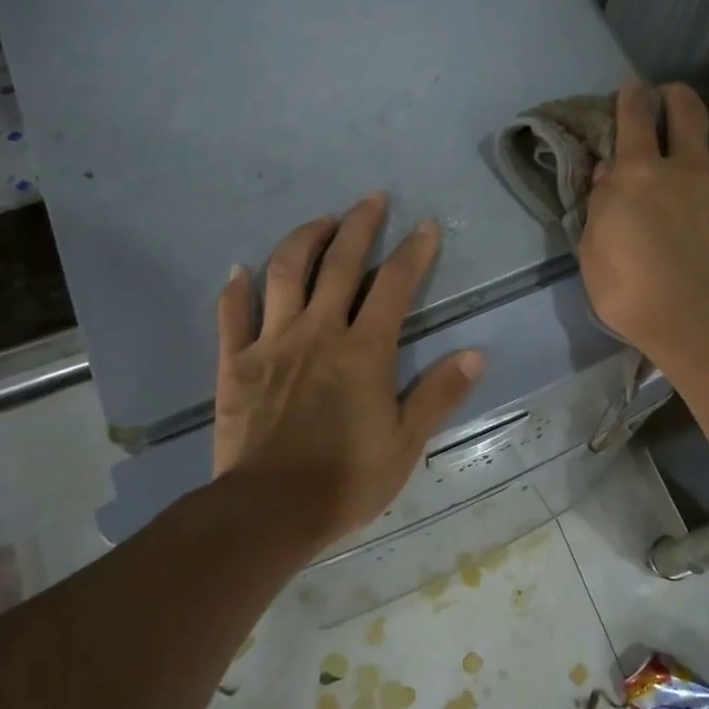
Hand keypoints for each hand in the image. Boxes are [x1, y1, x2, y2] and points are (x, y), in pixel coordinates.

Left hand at [212, 193, 484, 547]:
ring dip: (303, 240)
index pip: (395, 285)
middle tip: (371, 198)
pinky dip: (236, 288)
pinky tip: (239, 270)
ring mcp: (272, 343)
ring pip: (285, 274)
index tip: (425, 226)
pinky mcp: (235, 363)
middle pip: (339, 264)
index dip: (413, 252)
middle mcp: (318, 332)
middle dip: (359, 225)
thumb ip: (439, 395)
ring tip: (319, 221)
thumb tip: (476, 355)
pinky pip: (232, 315)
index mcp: (363, 350)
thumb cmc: (346, 479)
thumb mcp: (405, 443)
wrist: (270, 510)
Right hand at [579, 82, 708, 357]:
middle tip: (674, 98)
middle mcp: (688, 167)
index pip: (635, 120)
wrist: (694, 320)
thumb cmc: (630, 289)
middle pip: (689, 112)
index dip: (632, 98)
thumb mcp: (593, 248)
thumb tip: (608, 173)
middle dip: (679, 97)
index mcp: (640, 173)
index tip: (632, 88)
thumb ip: (602, 204)